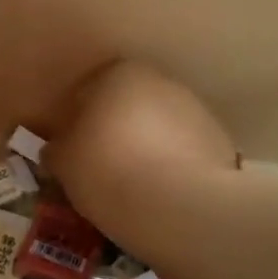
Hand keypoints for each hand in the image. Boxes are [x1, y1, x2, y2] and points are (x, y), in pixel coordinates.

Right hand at [50, 61, 238, 229]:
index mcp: (119, 73)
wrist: (180, 205)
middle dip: (115, 129)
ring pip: (158, 126)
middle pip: (127, 105)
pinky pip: (183, 151)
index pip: (88, 90)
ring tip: (133, 184)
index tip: (72, 148)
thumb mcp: (64, 164)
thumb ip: (58, 150)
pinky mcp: (219, 142)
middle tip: (100, 165)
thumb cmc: (108, 170)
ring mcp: (195, 109)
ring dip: (146, 146)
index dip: (77, 120)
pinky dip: (172, 165)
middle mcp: (161, 80)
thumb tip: (58, 149)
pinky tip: (160, 193)